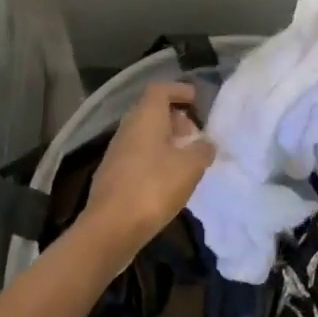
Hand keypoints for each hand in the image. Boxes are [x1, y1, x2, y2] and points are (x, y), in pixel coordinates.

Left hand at [80, 81, 215, 261]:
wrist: (110, 227)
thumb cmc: (153, 187)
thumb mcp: (189, 167)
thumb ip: (202, 150)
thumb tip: (207, 143)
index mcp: (145, 117)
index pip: (160, 89)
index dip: (179, 90)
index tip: (197, 100)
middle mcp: (128, 127)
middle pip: (151, 111)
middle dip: (175, 118)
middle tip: (195, 134)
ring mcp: (117, 151)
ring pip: (145, 135)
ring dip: (166, 141)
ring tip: (186, 159)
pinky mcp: (113, 174)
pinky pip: (138, 155)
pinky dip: (155, 158)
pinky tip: (168, 179)